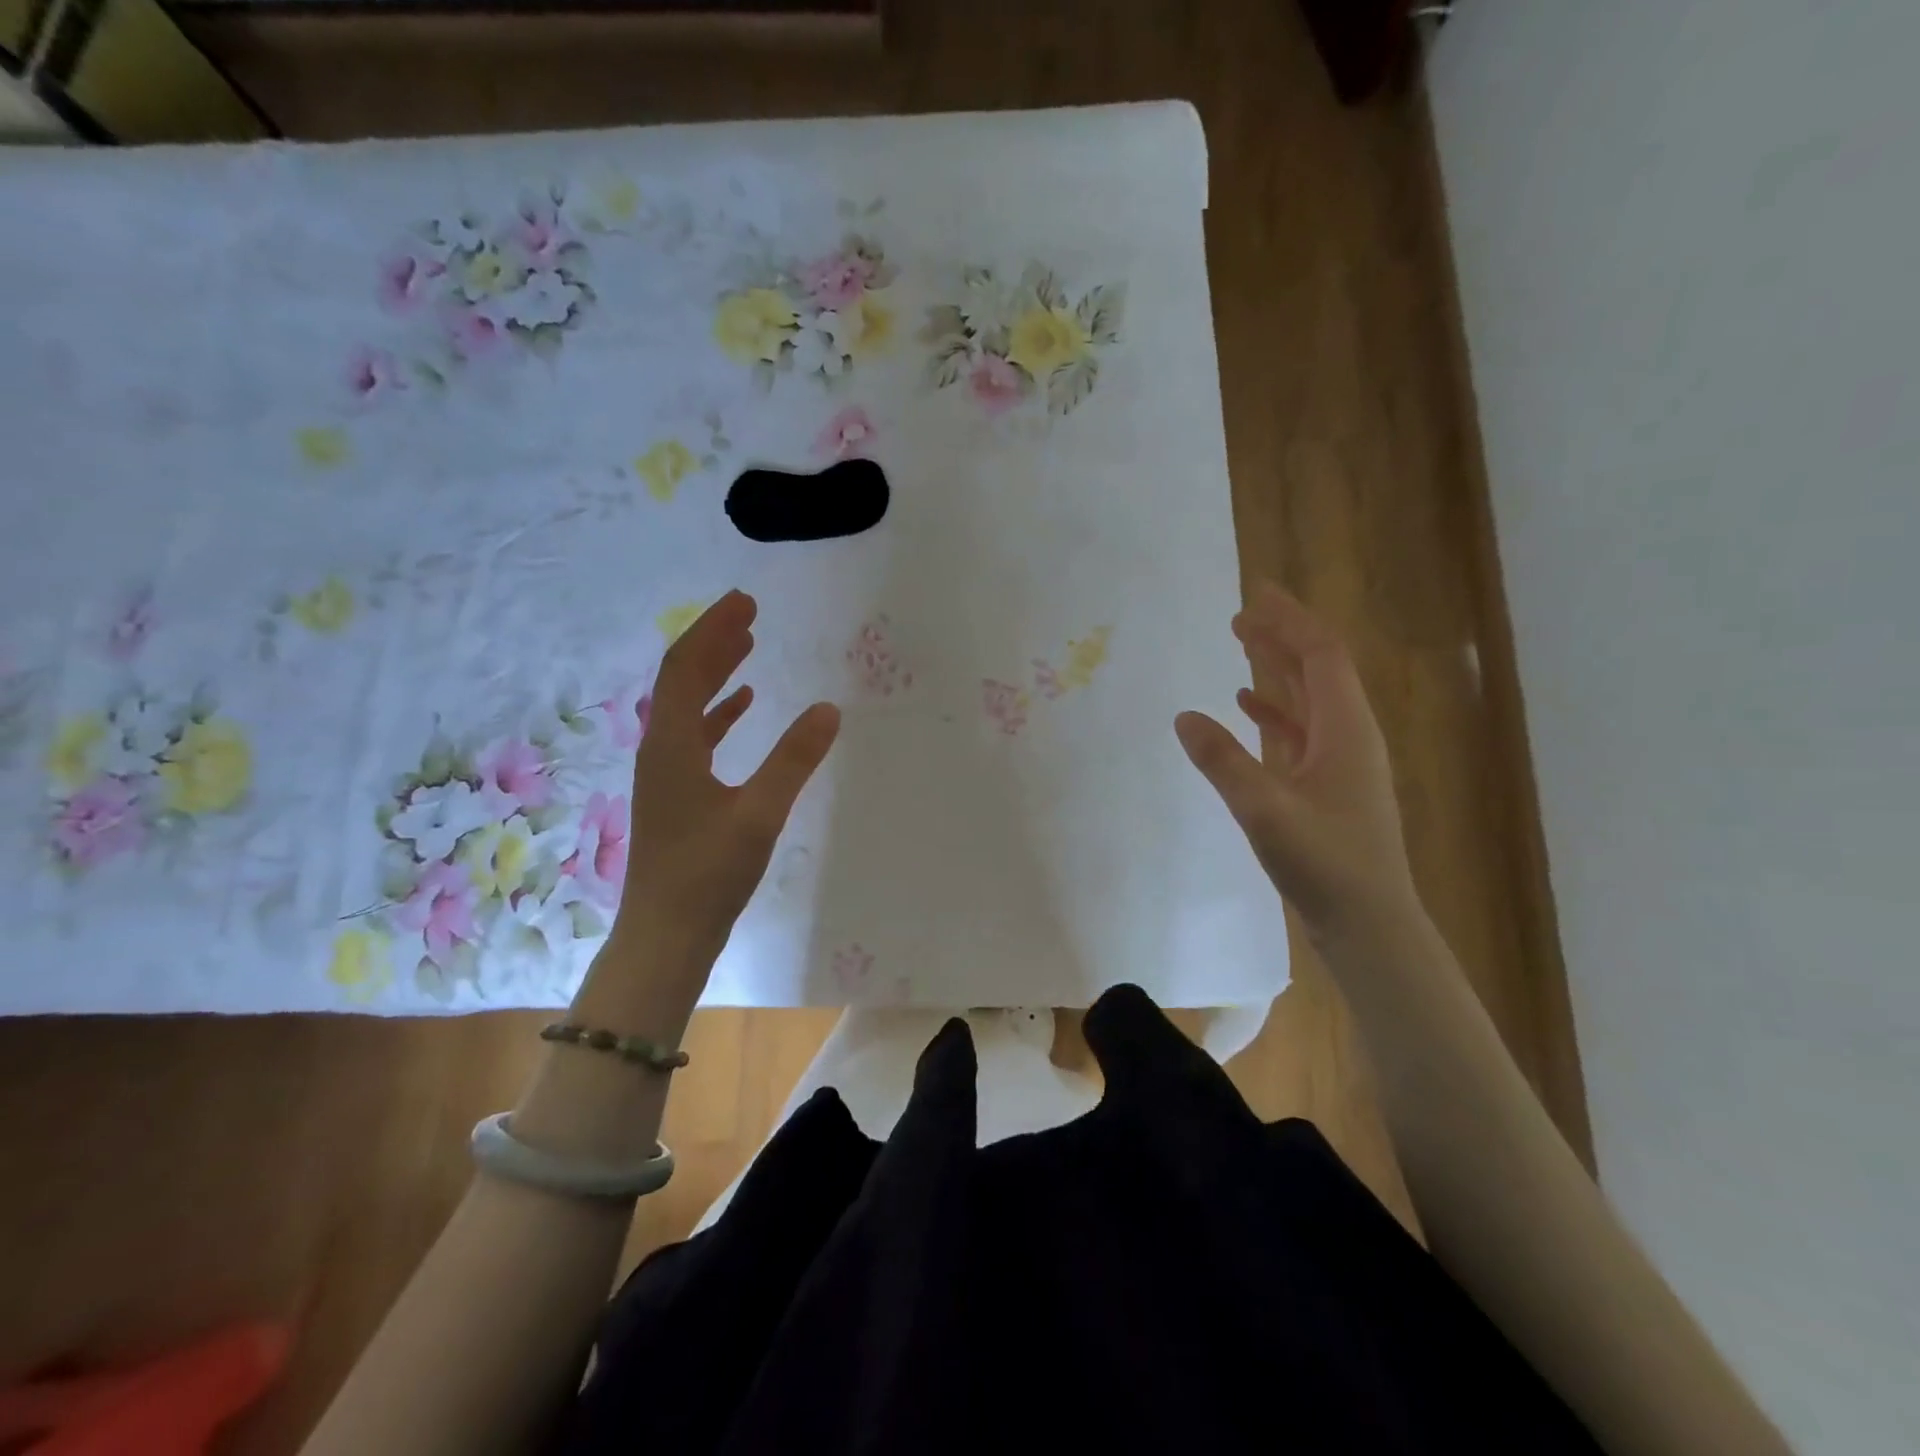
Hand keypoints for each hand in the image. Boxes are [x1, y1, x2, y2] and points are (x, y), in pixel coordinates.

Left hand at [615, 589, 839, 961]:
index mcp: (672, 745)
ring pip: (687, 707)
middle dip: (713, 642)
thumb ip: (794, 759)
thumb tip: (829, 709)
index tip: (745, 601)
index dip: (713, 631)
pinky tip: (744, 708)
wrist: (666, 935)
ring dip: (716, 674)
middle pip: (681, 680)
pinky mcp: (676, 795)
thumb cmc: (708, 874)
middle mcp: (660, 749)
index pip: (685, 668)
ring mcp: (665, 773)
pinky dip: (718, 713)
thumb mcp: (759, 813)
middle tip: (749, 613)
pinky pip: (695, 736)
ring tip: (748, 648)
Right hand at [1175, 581, 1417, 939]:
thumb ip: (1222, 761)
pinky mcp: (1330, 786)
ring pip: (1310, 698)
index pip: (1320, 655)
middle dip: (1283, 635)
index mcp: (1346, 729)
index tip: (1254, 593)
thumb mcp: (1265, 810)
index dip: (1289, 620)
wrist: (1369, 924)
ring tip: (1243, 645)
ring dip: (1279, 668)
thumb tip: (1183, 716)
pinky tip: (1247, 708)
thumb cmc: (1325, 863)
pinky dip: (1275, 712)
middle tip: (1242, 613)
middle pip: (1318, 668)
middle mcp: (1350, 735)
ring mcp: (1342, 762)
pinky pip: (1302, 731)